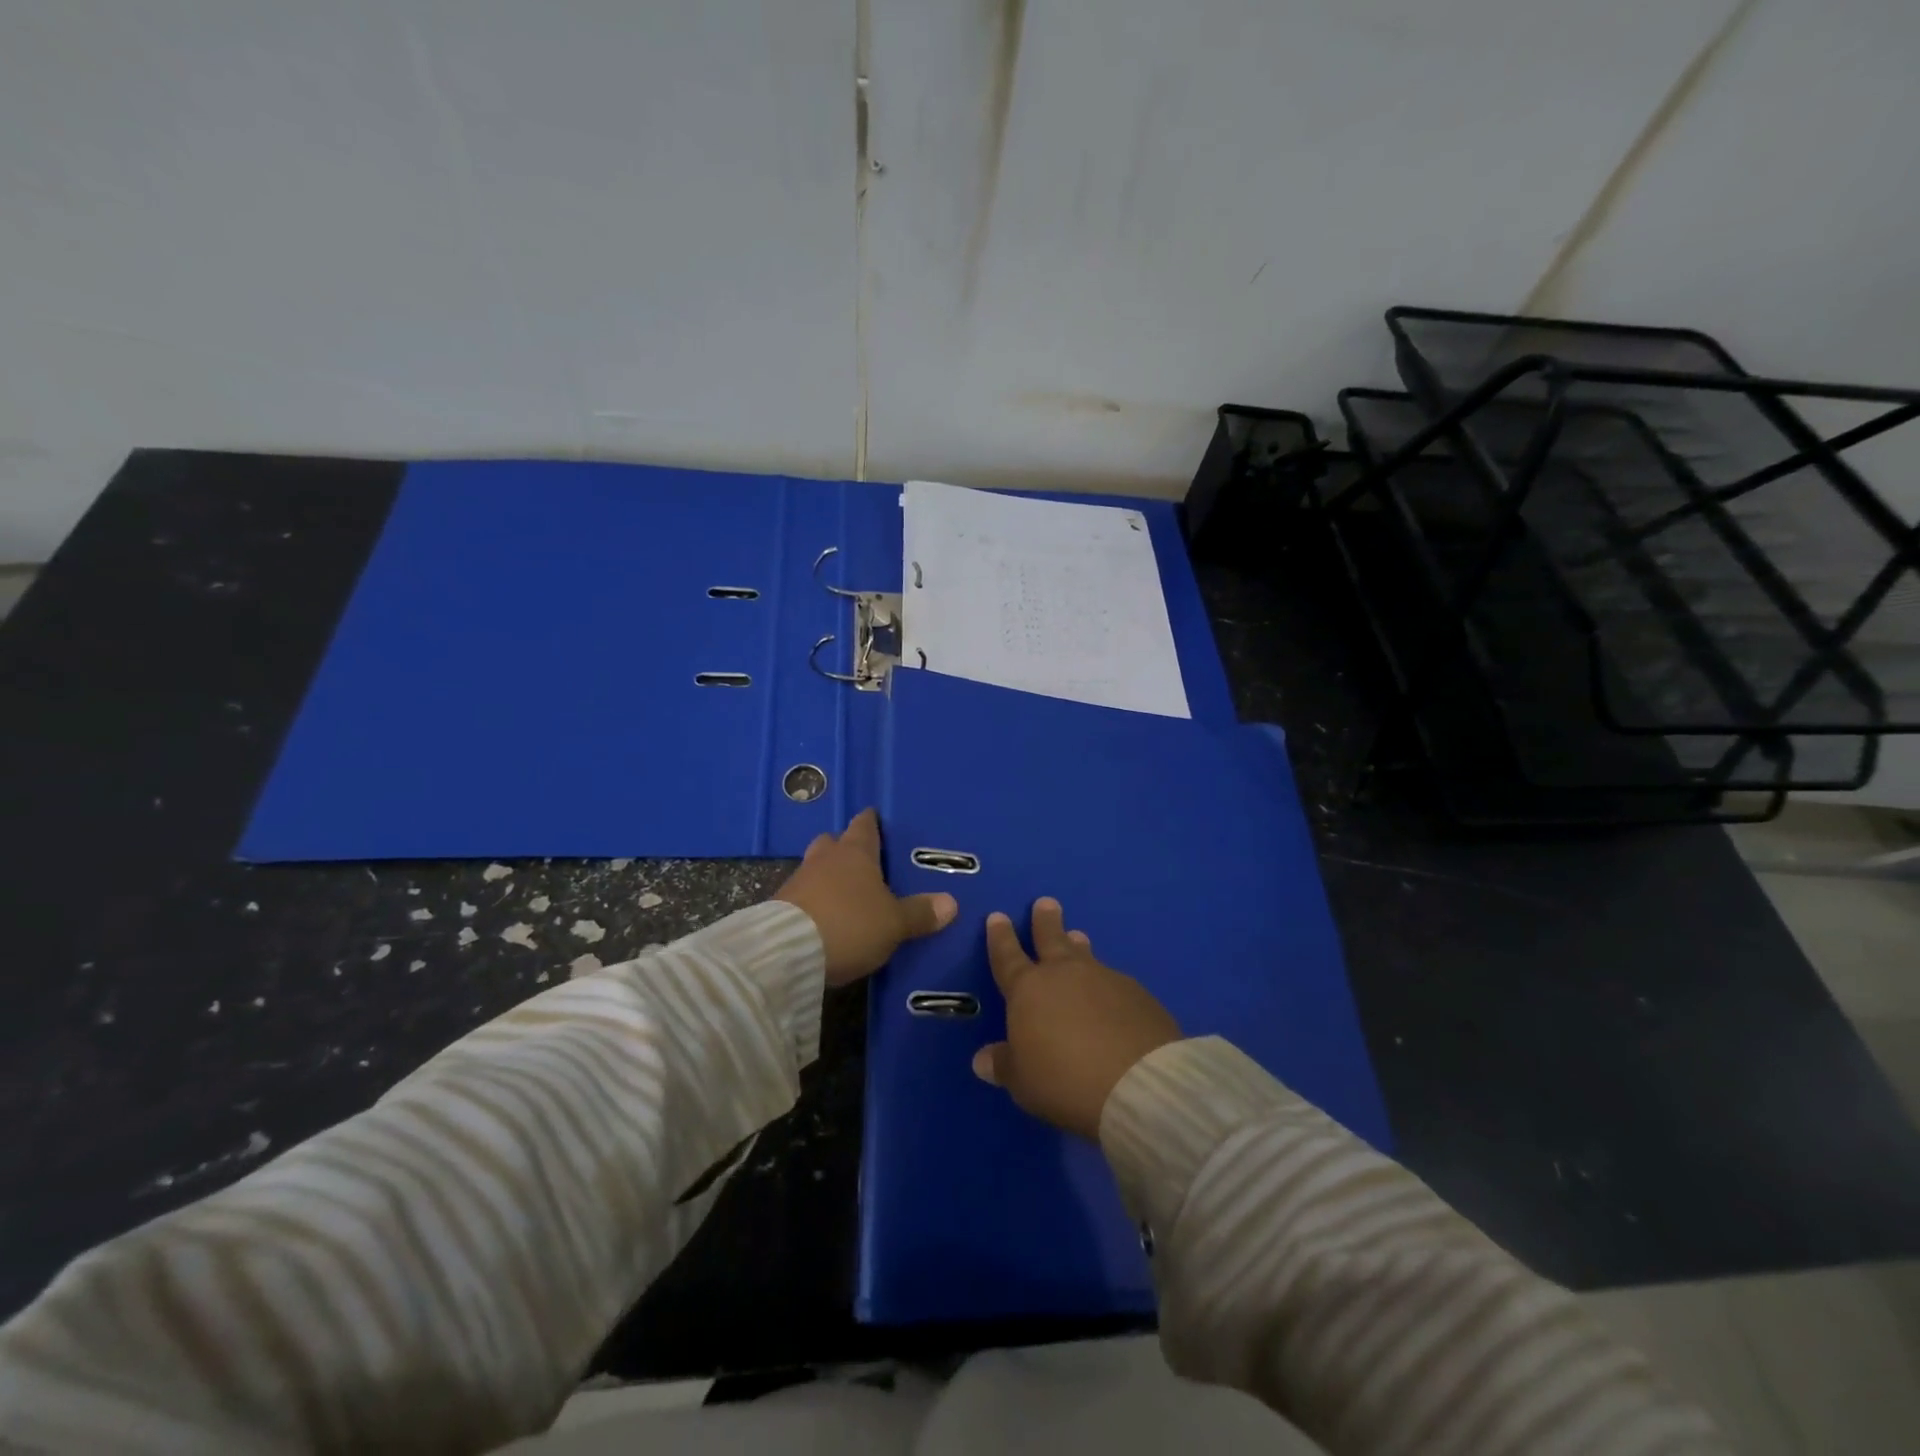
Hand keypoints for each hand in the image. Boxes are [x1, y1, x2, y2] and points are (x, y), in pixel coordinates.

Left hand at [774, 808, 957, 985]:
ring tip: (844, 894)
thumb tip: (951, 903)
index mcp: (855, 853)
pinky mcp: (779, 906)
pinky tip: (824, 917)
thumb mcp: (894, 923)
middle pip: (834, 842)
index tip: (877, 819)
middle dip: (845, 848)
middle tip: (862, 862)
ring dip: (827, 877)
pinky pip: (802, 895)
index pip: (865, 825)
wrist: (787, 951)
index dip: (872, 822)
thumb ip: (920, 913)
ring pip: (816, 868)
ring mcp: (798, 880)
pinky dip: (814, 901)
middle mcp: (825, 858)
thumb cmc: (850, 924)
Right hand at [972, 898, 1180, 1140]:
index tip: (998, 916)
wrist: (1137, 1082)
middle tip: (1046, 902)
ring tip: (1077, 936)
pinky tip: (1111, 994)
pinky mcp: (1137, 995)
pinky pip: (1114, 981)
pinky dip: (1106, 983)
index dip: (1000, 937)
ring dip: (1078, 946)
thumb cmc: (1064, 1080)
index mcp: (1028, 989)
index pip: (1007, 956)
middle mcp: (1065, 974)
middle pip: (1051, 939)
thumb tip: (982, 1059)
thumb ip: (1004, 1065)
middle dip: (1045, 921)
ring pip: (1085, 955)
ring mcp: (1104, 979)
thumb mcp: (1023, 1081)